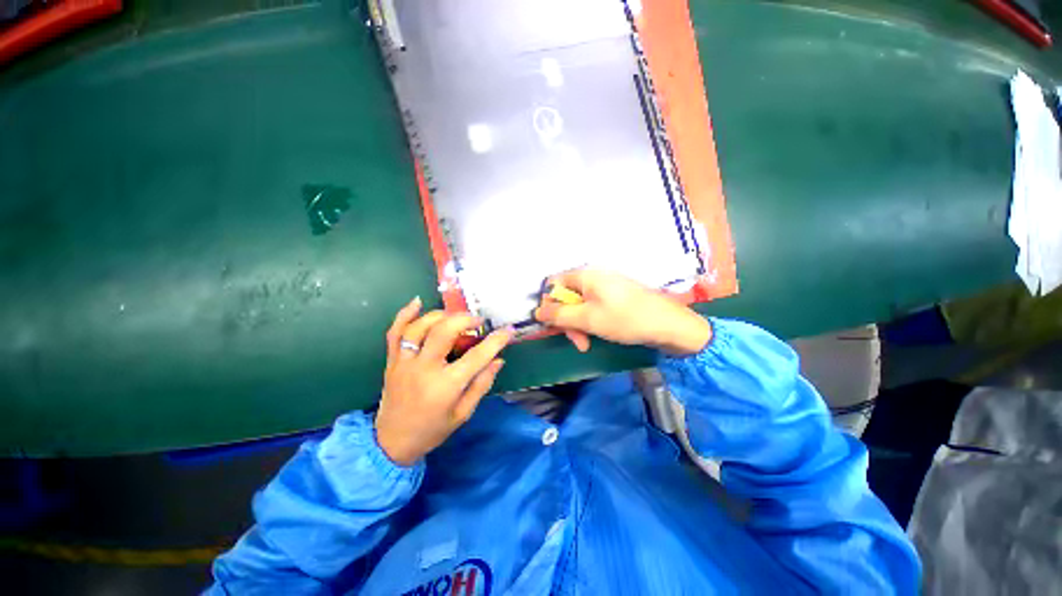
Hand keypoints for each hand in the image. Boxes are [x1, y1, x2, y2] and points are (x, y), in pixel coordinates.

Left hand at [375, 298, 513, 465]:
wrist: (392, 442)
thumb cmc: (433, 430)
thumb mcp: (463, 413)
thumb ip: (482, 384)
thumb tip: (498, 360)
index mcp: (445, 386)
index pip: (476, 357)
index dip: (495, 341)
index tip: (509, 331)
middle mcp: (423, 369)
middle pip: (444, 332)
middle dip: (464, 320)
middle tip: (477, 321)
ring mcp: (404, 363)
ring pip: (420, 327)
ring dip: (440, 316)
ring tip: (454, 317)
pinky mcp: (392, 361)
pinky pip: (394, 332)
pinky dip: (404, 314)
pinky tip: (417, 302)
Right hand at [534, 269, 711, 355]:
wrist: (669, 324)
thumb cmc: (625, 318)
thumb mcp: (587, 319)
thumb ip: (559, 315)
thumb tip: (537, 311)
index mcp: (584, 275)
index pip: (553, 284)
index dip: (549, 304)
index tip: (554, 324)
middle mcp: (592, 277)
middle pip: (566, 297)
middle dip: (566, 320)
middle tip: (576, 341)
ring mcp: (605, 287)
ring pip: (579, 305)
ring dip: (578, 325)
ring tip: (586, 344)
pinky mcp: (614, 297)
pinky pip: (593, 307)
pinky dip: (590, 322)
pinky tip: (596, 337)